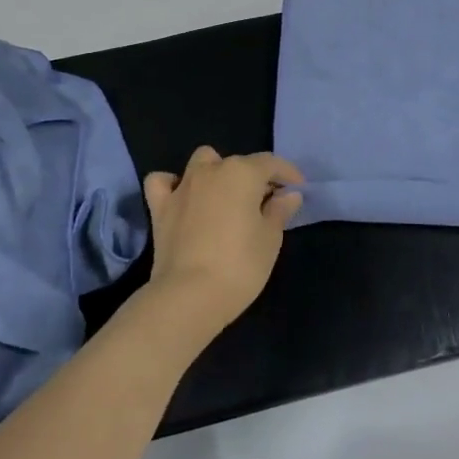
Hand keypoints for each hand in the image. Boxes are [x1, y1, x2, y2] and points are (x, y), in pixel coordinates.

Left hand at [142, 147, 303, 331]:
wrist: (188, 296)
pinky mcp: (160, 207)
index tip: (298, 189)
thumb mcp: (270, 239)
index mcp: (242, 173)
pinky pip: (163, 182)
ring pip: (202, 162)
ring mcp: (183, 186)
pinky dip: (173, 184)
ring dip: (216, 172)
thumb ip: (279, 211)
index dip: (287, 174)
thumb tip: (288, 194)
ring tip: (226, 197)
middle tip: (267, 204)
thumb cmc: (239, 265)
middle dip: (255, 178)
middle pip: (239, 163)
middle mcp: (212, 170)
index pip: (271, 163)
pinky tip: (182, 197)